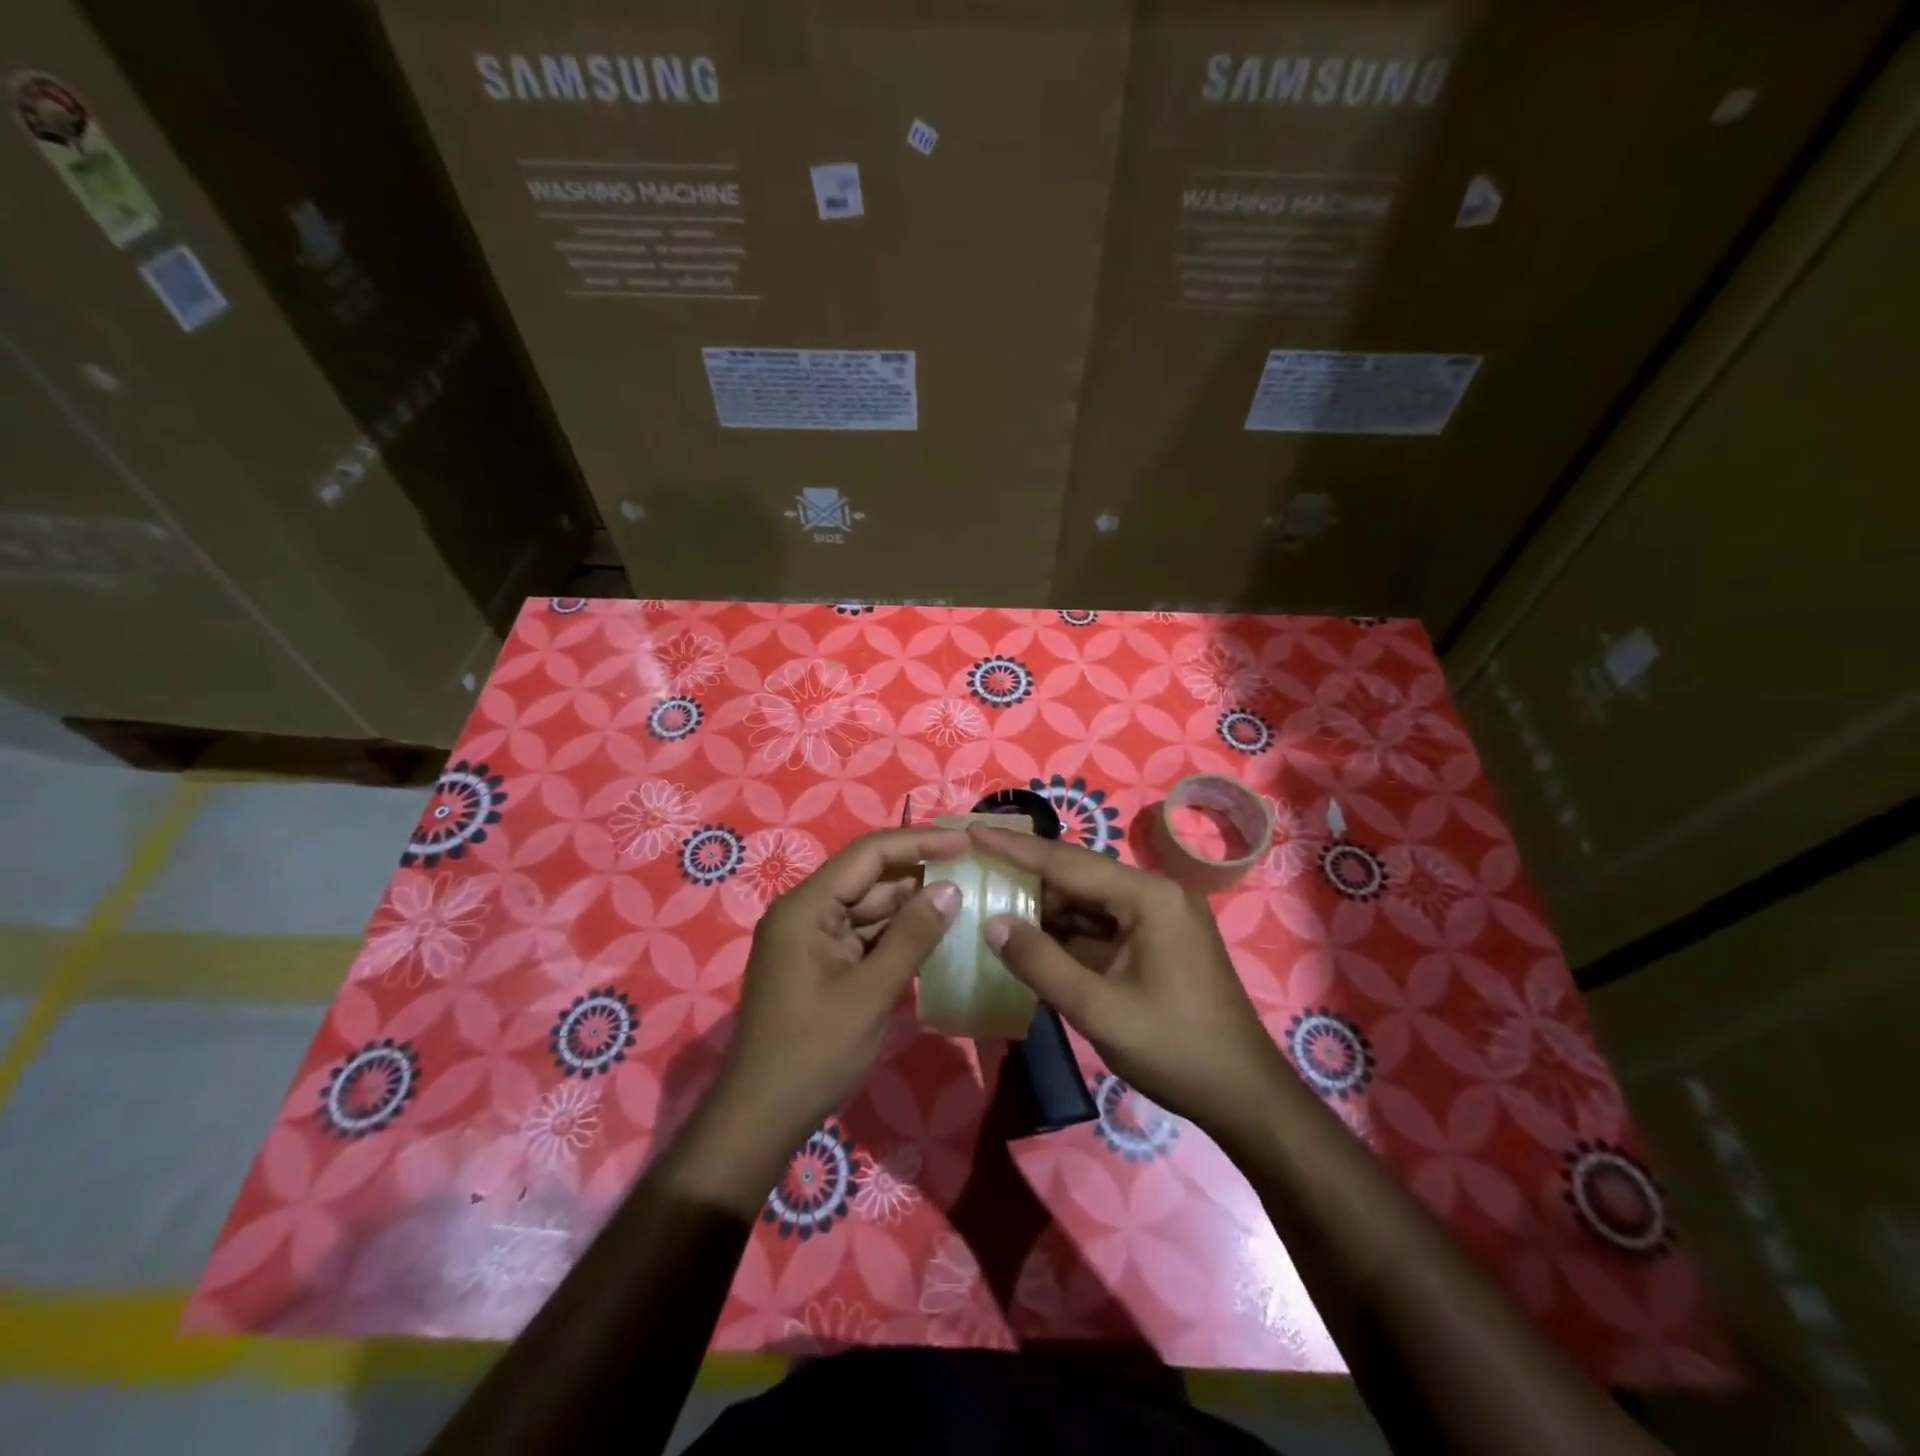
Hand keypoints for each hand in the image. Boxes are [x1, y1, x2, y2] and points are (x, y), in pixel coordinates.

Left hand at [712, 826, 967, 1149]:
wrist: (762, 1118)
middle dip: (919, 874)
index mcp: (807, 907)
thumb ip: (912, 936)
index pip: (869, 854)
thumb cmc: (814, 1051)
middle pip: (869, 878)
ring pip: (869, 908)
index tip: (965, 844)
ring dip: (912, 907)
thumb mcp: (871, 992)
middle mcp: (806, 913)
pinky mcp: (821, 965)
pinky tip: (935, 936)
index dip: (919, 843)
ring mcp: (812, 940)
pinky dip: (897, 936)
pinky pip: (864, 937)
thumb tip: (950, 890)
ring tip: (964, 900)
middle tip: (973, 872)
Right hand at [969, 824, 1288, 1143]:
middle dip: (1027, 877)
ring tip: (990, 902)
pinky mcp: (1156, 943)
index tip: (972, 830)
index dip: (1016, 848)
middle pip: (1078, 877)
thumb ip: (1042, 963)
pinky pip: (1101, 927)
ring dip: (1044, 908)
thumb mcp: (1099, 1010)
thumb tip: (993, 924)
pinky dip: (1066, 933)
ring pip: (1088, 902)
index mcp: (1149, 897)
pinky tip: (1030, 938)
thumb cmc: (1176, 1050)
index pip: (1069, 862)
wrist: (1245, 1097)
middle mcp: (1155, 895)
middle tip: (975, 869)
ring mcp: (1158, 919)